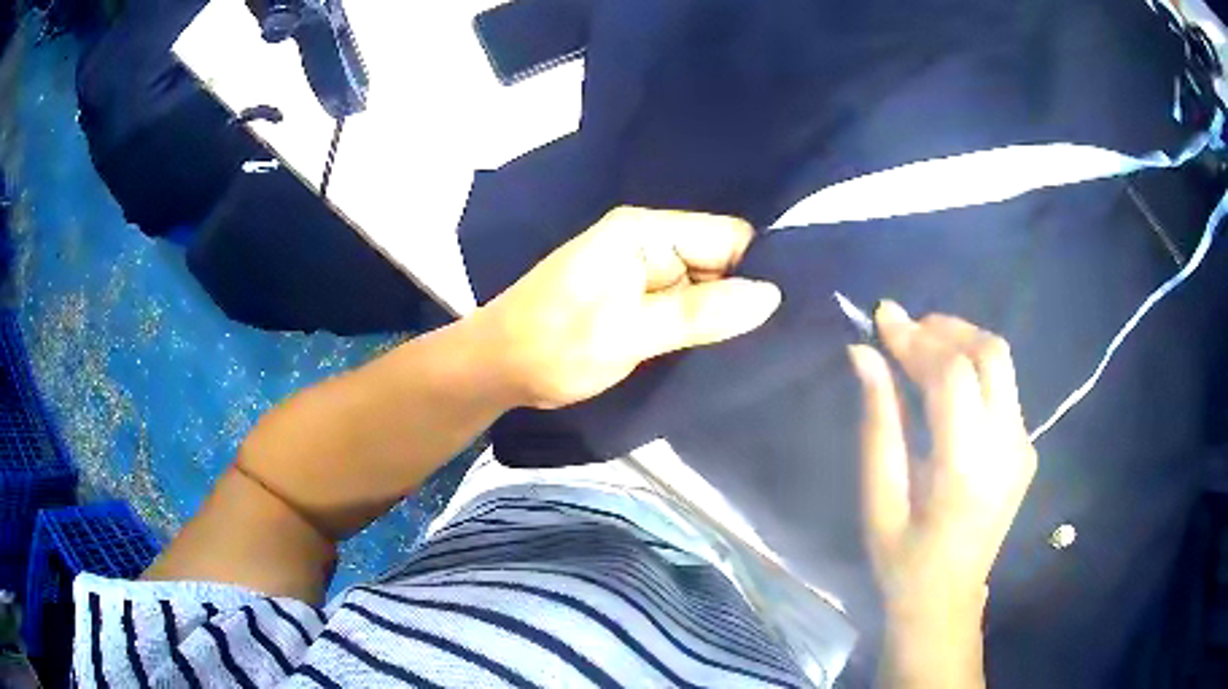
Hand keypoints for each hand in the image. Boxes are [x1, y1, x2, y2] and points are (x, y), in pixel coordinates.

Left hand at [474, 207, 781, 408]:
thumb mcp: (628, 333)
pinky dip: (699, 327)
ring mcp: (643, 272)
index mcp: (645, 232)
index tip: (782, 314)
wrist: (498, 368)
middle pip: (720, 262)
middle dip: (740, 298)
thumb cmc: (553, 345)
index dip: (756, 270)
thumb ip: (699, 314)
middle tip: (767, 342)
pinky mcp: (637, 298)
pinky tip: (716, 351)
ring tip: (745, 351)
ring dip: (720, 317)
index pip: (727, 237)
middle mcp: (649, 243)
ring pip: (705, 287)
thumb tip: (771, 297)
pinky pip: (684, 306)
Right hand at [849, 303, 1035, 680]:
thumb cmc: (902, 562)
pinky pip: (1004, 387)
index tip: (881, 317)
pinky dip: (974, 368)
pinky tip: (945, 383)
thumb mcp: (879, 500)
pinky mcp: (1026, 449)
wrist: (947, 602)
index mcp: (967, 470)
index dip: (916, 339)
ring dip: (961, 341)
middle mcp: (1007, 449)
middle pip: (991, 354)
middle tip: (904, 331)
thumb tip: (864, 355)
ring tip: (921, 347)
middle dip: (946, 328)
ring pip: (1002, 363)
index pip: (953, 375)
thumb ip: (878, 423)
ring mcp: (1023, 447)